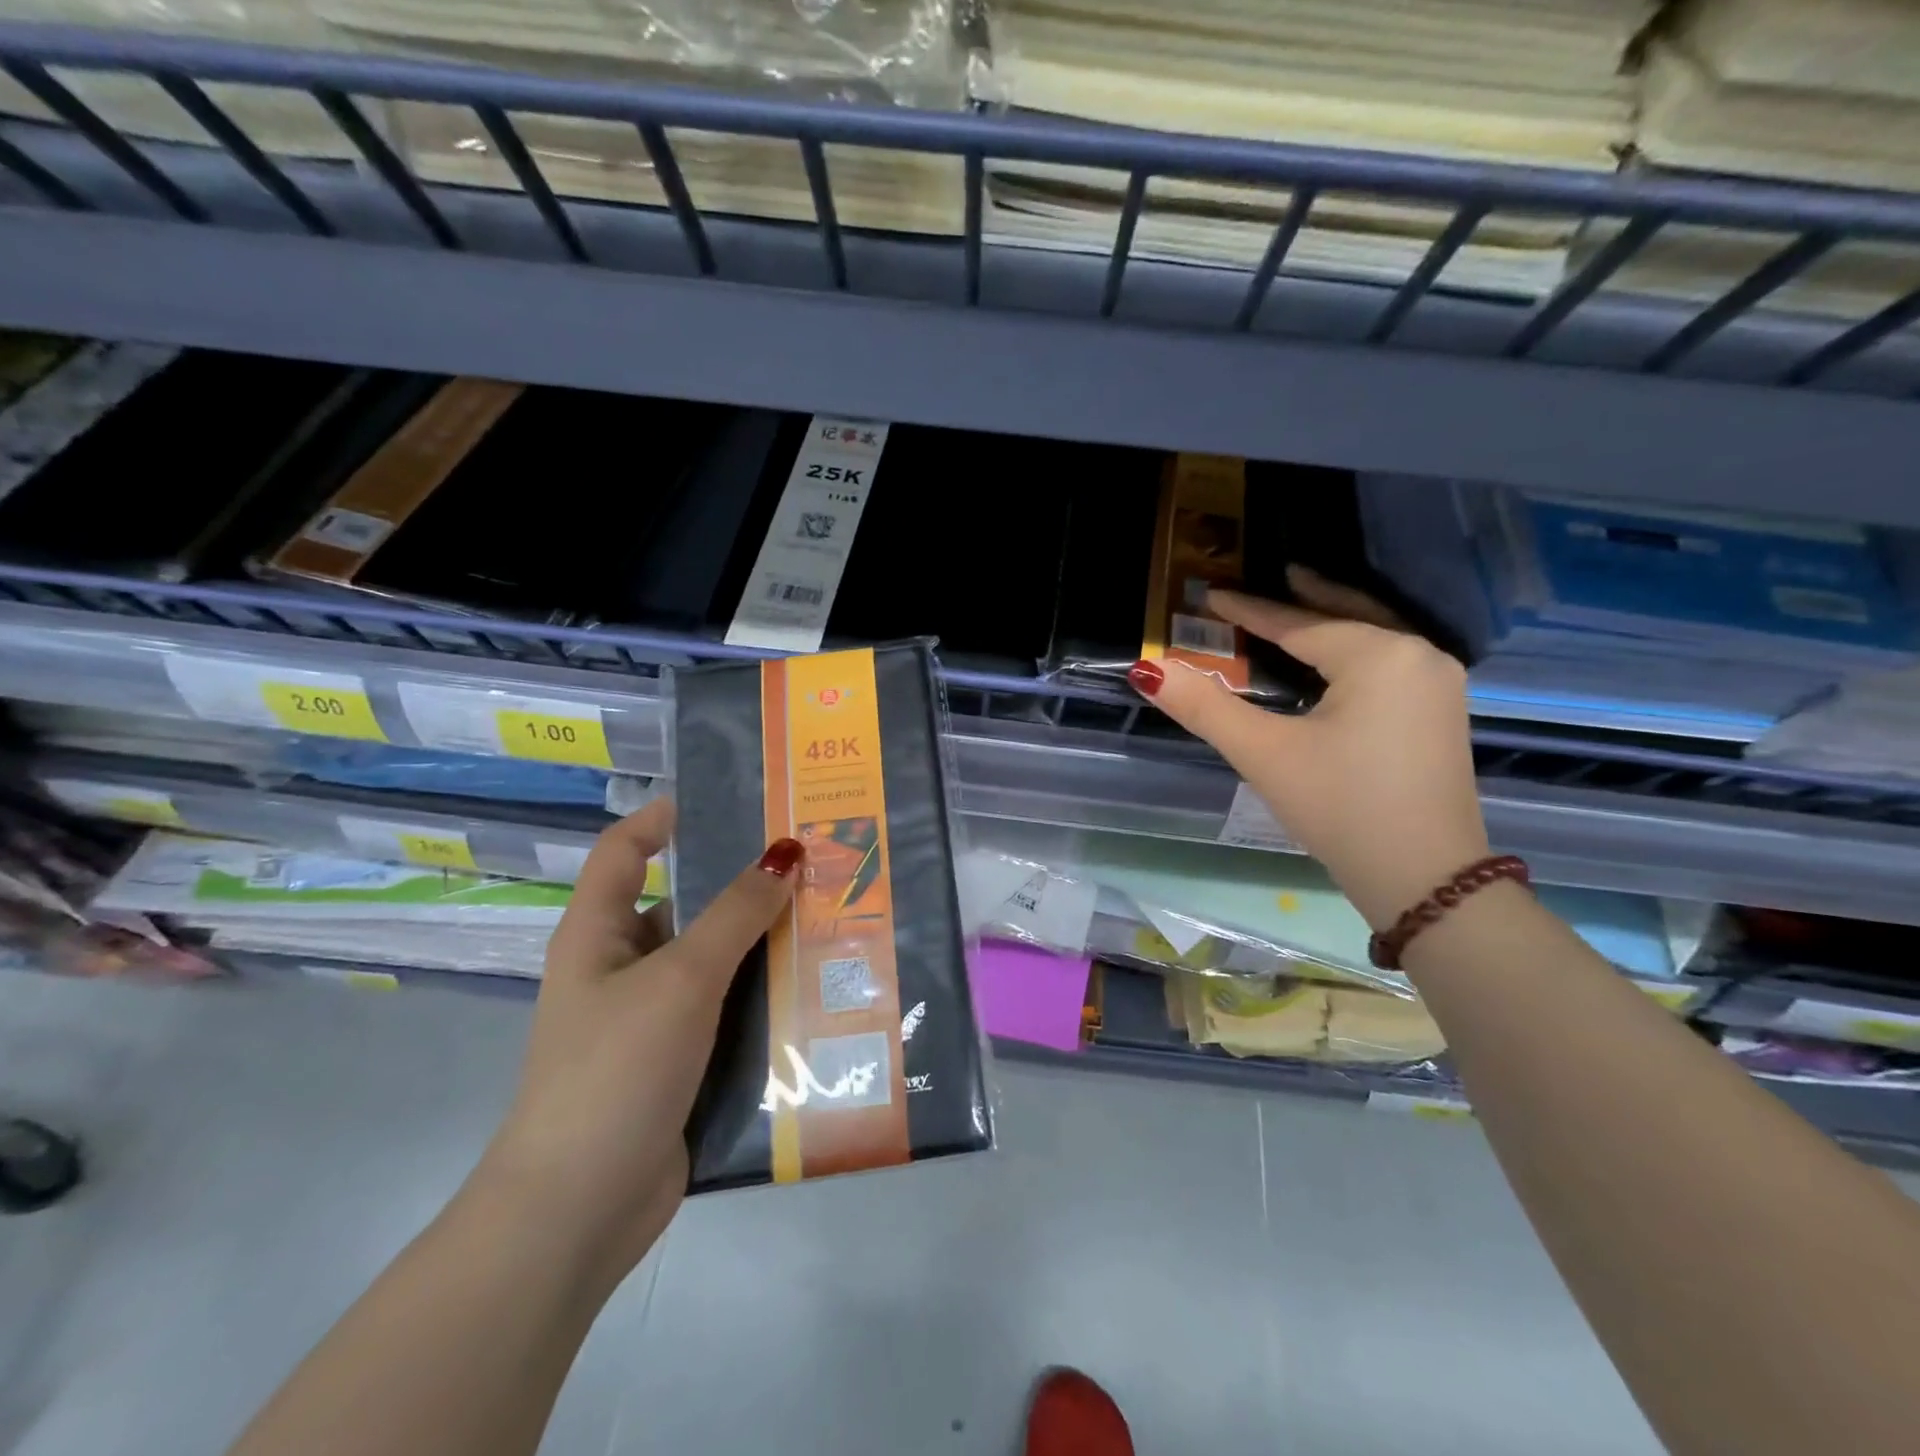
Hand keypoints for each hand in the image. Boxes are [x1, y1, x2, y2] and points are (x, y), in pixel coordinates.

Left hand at [470, 799, 802, 1288]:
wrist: (580, 1208)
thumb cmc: (616, 1069)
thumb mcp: (681, 978)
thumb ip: (735, 914)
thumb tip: (786, 854)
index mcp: (599, 933)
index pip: (623, 850)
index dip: (661, 817)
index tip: (724, 799)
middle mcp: (623, 967)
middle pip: (683, 904)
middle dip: (740, 884)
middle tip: (809, 860)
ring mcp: (653, 1017)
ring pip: (714, 961)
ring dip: (761, 943)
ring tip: (830, 915)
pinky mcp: (681, 1059)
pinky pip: (728, 1010)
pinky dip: (763, 995)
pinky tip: (816, 986)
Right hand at [1129, 565, 1488, 928]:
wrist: (1427, 880)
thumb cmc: (1340, 807)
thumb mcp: (1264, 753)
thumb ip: (1205, 706)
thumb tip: (1147, 669)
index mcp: (1379, 655)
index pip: (1298, 624)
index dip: (1249, 609)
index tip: (1211, 593)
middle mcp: (1420, 656)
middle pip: (1348, 615)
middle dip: (1305, 597)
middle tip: (1274, 574)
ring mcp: (1439, 686)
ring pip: (1375, 636)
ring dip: (1334, 621)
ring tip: (1302, 604)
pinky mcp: (1442, 714)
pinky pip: (1390, 662)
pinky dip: (1355, 650)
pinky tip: (1338, 659)